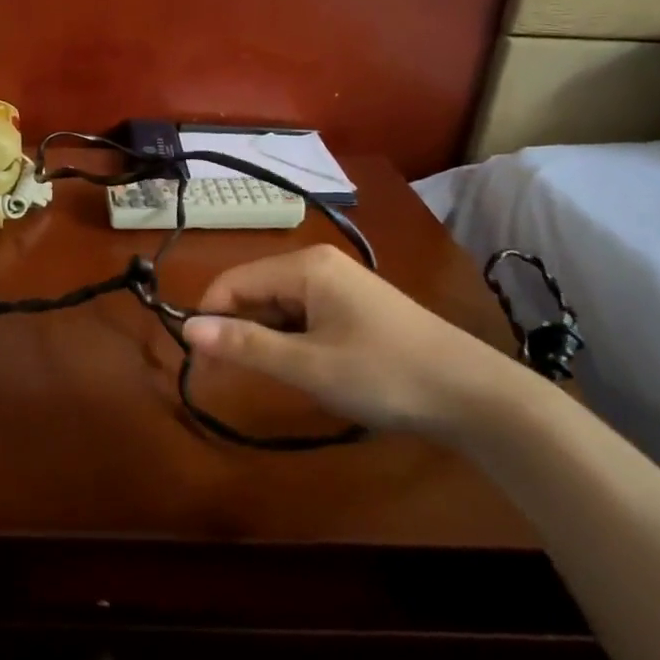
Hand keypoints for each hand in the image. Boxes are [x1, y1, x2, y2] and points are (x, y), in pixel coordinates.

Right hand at [181, 245, 513, 433]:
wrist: (474, 394)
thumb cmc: (384, 374)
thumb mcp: (308, 365)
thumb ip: (245, 345)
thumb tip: (186, 329)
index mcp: (304, 266)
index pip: (232, 283)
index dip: (209, 319)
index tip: (200, 365)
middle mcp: (318, 264)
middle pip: (255, 292)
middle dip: (238, 331)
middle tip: (235, 380)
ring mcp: (340, 284)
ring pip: (279, 307)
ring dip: (268, 340)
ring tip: (280, 379)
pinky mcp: (355, 305)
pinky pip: (304, 316)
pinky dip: (293, 342)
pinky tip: (308, 370)